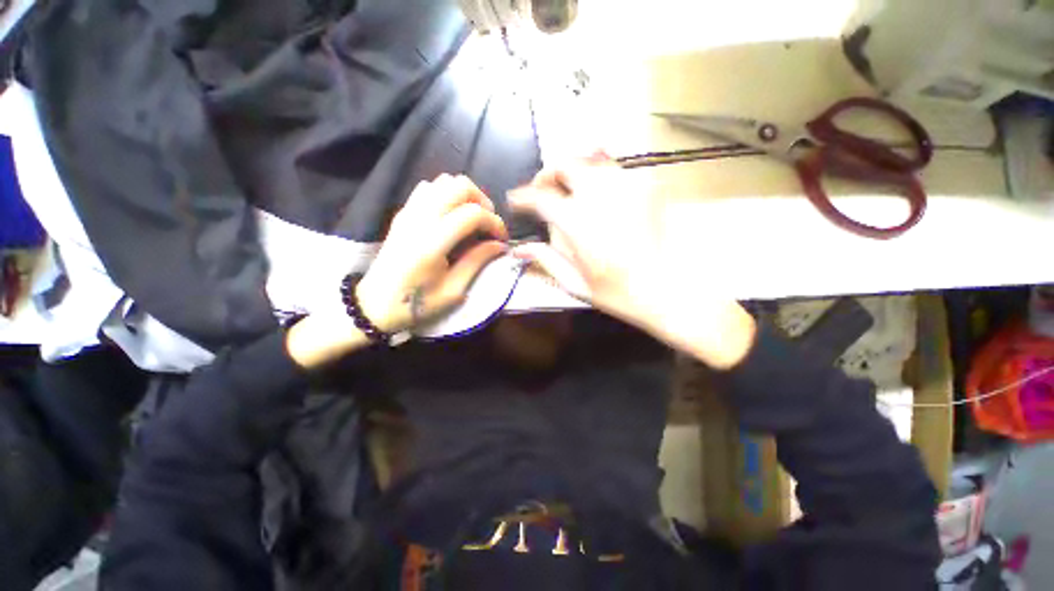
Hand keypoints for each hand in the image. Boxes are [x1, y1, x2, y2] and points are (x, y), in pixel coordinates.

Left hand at [288, 175, 507, 368]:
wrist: (373, 304)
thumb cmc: (415, 304)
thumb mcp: (453, 291)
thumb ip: (477, 261)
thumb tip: (499, 245)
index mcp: (432, 242)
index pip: (472, 213)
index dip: (494, 222)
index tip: (501, 239)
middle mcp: (420, 219)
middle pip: (459, 185)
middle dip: (482, 201)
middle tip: (488, 224)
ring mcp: (408, 212)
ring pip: (443, 181)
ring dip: (465, 195)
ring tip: (472, 218)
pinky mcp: (403, 213)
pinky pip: (428, 188)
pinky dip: (447, 194)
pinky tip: (451, 216)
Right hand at [508, 154, 755, 368]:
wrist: (671, 291)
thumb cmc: (619, 293)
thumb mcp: (576, 283)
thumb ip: (546, 260)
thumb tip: (519, 250)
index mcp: (577, 221)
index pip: (539, 197)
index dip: (522, 196)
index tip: (515, 201)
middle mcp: (599, 195)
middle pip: (565, 164)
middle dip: (547, 174)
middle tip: (543, 191)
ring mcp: (627, 186)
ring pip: (591, 158)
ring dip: (573, 169)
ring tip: (567, 188)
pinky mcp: (647, 186)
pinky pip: (616, 168)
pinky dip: (598, 173)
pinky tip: (597, 192)